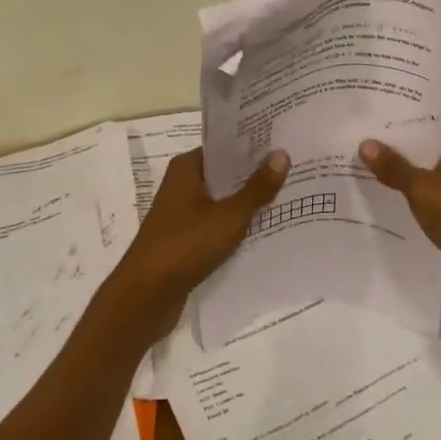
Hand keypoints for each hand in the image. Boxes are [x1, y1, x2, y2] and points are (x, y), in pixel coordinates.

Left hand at [107, 148, 289, 341]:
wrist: (145, 297)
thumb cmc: (185, 245)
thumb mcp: (229, 216)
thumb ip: (257, 188)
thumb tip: (282, 154)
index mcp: (187, 168)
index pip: (224, 146)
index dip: (253, 145)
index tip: (284, 142)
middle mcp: (182, 184)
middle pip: (225, 173)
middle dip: (256, 174)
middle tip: (295, 168)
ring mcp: (182, 213)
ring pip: (222, 200)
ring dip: (248, 202)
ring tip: (288, 196)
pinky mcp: (185, 239)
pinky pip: (217, 224)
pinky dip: (237, 225)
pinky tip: (265, 228)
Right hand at [359, 124, 440, 303]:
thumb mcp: (421, 188)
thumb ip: (394, 166)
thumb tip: (365, 143)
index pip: (436, 113)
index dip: (411, 108)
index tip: (382, 103)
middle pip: (429, 139)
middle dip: (401, 137)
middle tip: (365, 128)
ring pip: (427, 164)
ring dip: (403, 162)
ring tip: (367, 153)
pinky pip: (427, 187)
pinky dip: (409, 185)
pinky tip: (382, 185)